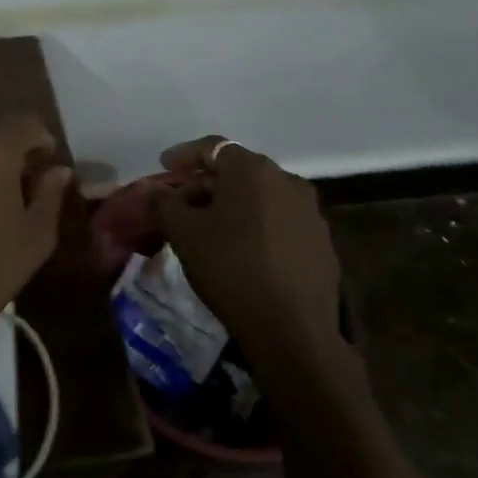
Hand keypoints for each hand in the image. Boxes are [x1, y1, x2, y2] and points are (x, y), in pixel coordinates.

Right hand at [154, 137, 347, 367]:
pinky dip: (257, 225)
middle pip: (238, 171)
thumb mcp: (184, 233)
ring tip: (210, 229)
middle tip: (182, 204)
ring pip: (261, 196)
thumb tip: (155, 190)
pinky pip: (280, 221)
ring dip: (233, 205)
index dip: (184, 155)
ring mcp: (310, 212)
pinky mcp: (322, 243)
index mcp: (253, 170)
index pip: (213, 147)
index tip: (164, 167)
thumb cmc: (230, 268)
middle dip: (206, 183)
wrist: (292, 330)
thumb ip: (164, 203)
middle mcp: (286, 181)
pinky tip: (242, 251)